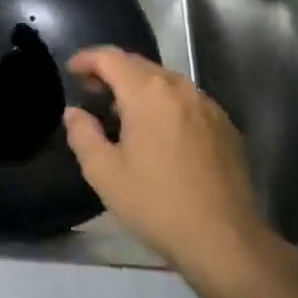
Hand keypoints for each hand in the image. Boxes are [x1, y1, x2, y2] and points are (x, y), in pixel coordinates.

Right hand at [63, 48, 283, 277]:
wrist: (224, 239)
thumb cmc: (156, 203)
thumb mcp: (104, 173)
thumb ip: (83, 134)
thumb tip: (75, 113)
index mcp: (147, 94)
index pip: (111, 58)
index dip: (87, 58)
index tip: (72, 70)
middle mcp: (180, 89)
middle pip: (140, 65)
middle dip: (112, 71)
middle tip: (91, 91)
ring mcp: (207, 105)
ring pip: (166, 81)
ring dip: (140, 87)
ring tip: (123, 111)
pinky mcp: (225, 126)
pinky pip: (187, 101)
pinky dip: (165, 103)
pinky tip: (159, 131)